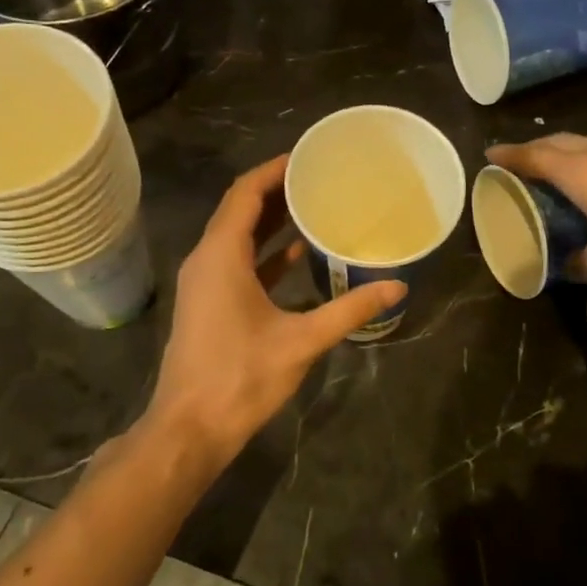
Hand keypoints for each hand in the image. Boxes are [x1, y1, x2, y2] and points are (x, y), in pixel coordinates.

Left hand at [141, 156, 404, 472]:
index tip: (308, 156)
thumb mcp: (301, 341)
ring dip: (271, 219)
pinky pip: (237, 261)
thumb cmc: (240, 377)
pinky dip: (265, 251)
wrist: (189, 429)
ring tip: (313, 204)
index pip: (245, 193)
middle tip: (319, 176)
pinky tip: (298, 253)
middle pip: (240, 209)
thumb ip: (350, 310)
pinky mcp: (209, 302)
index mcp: (222, 255)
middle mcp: (207, 259)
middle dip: (276, 189)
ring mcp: (205, 282)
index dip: (274, 169)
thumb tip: (397, 286)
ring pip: (237, 235)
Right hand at [487, 133, 586, 290]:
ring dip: (566, 149)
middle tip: (520, 161)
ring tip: (556, 164)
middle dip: (535, 148)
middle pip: (559, 142)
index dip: (510, 155)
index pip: (534, 156)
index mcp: (579, 173)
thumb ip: (579, 262)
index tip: (491, 155)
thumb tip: (566, 266)